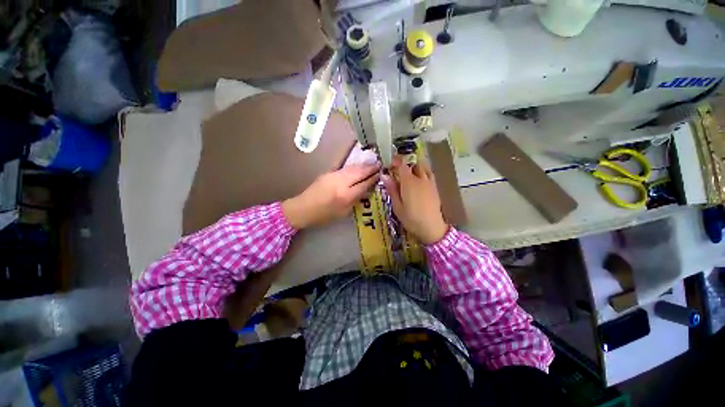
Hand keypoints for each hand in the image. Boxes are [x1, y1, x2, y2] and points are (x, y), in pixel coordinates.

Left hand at [282, 164, 380, 228]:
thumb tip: (364, 190)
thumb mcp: (343, 213)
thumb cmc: (324, 216)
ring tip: (372, 163)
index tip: (381, 174)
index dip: (373, 178)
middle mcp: (341, 183)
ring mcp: (334, 176)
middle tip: (380, 165)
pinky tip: (358, 167)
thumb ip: (355, 200)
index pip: (364, 184)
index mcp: (346, 196)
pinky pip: (345, 169)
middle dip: (370, 168)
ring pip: (352, 168)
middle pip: (359, 172)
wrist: (303, 208)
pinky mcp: (328, 173)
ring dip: (363, 165)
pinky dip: (354, 167)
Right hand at [382, 156, 448, 244]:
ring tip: (410, 174)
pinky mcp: (435, 187)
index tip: (391, 162)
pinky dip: (424, 172)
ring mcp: (429, 182)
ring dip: (415, 167)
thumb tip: (384, 176)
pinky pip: (429, 174)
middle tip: (399, 171)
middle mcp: (420, 179)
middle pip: (413, 164)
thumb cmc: (411, 218)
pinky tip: (419, 180)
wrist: (431, 227)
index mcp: (409, 182)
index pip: (402, 165)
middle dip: (406, 164)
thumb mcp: (397, 206)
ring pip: (423, 167)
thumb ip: (392, 189)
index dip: (396, 161)